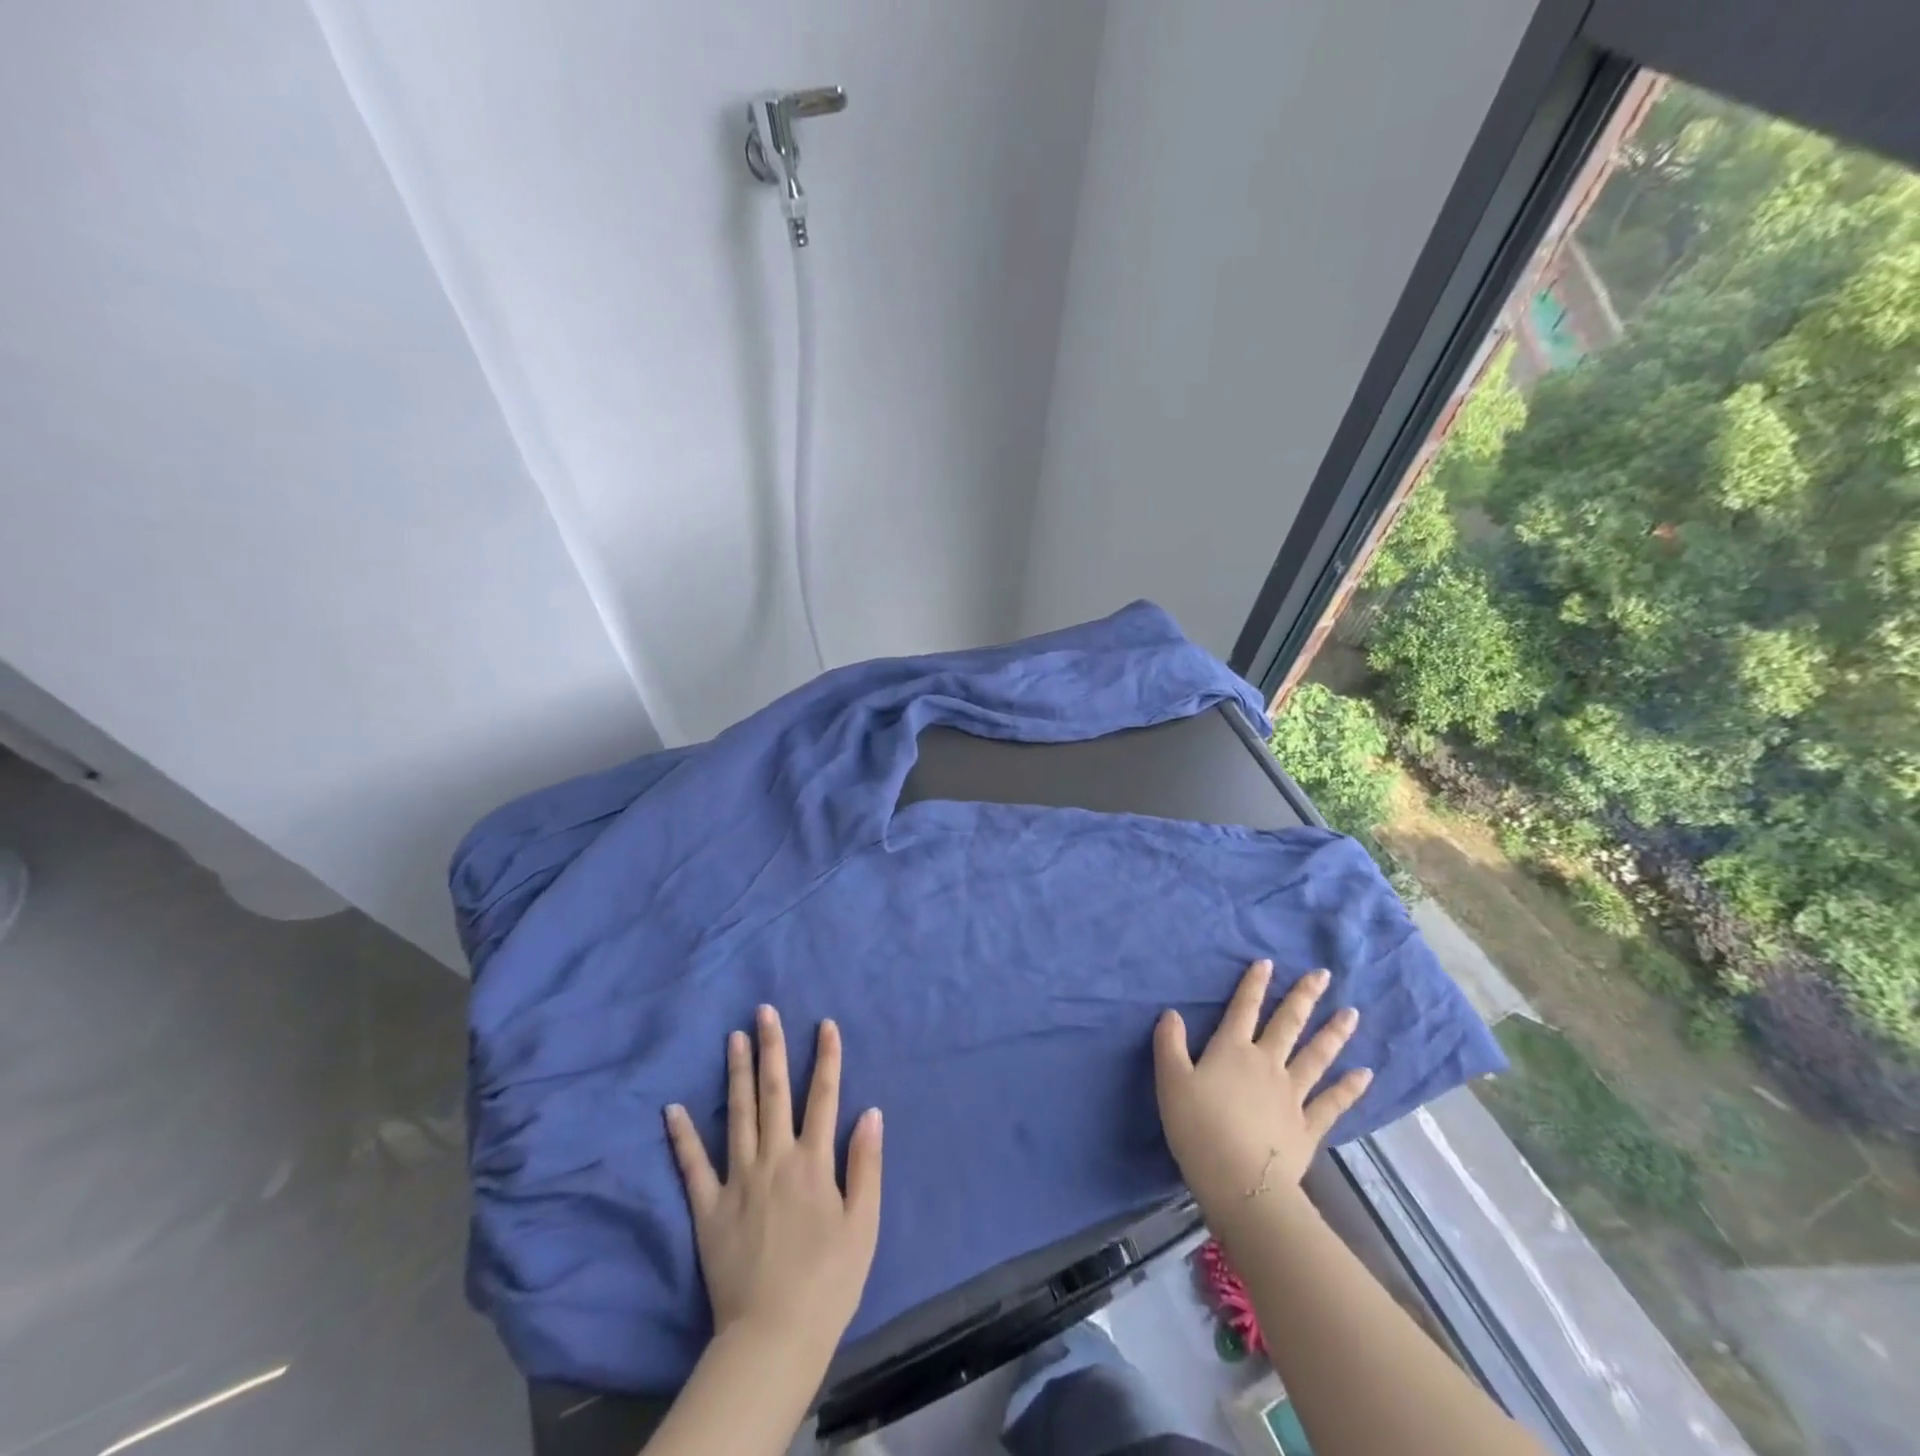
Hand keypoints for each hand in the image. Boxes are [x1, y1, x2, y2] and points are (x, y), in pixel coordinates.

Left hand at [665, 1007, 882, 1363]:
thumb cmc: (828, 1281)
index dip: (826, 1057)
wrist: (774, 1337)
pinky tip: (672, 1108)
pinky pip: (692, 1167)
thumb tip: (870, 1111)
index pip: (823, 1096)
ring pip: (736, 1115)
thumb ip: (866, 1164)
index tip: (825, 1023)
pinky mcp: (708, 1209)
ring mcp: (737, 1181)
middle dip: (772, 1048)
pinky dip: (683, 1136)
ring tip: (733, 1037)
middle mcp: (774, 1159)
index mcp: (813, 1162)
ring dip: (735, 1073)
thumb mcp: (863, 1224)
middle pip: (774, 1093)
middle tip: (764, 1010)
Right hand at [1154, 960, 1371, 1214]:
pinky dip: (1349, 1088)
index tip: (1268, 962)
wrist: (1240, 1181)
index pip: (1243, 1009)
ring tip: (1352, 1013)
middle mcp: (1266, 1064)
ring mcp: (1292, 1094)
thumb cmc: (1198, 1127)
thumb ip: (1169, 1044)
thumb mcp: (1170, 1081)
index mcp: (1232, 1051)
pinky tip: (1365, 1074)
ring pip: (1316, 1056)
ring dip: (1334, 1033)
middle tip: (1323, 975)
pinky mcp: (1308, 1126)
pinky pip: (1332, 1102)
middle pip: (1287, 1024)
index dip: (1254, 985)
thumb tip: (1172, 1013)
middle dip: (1304, 997)